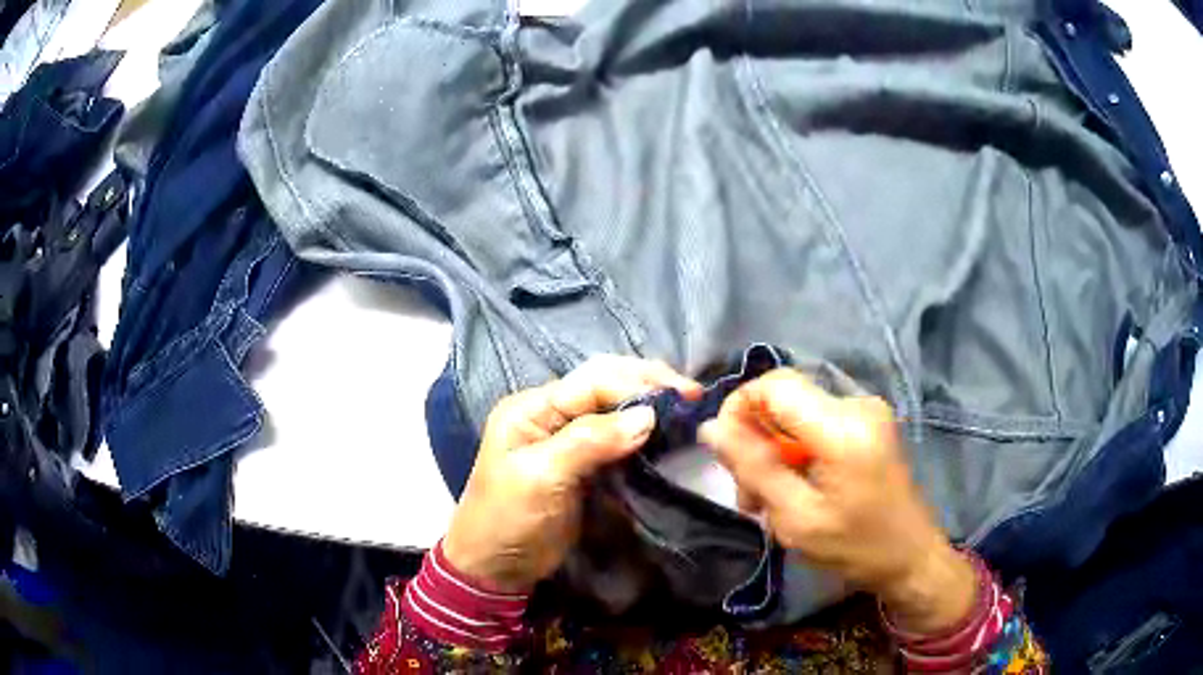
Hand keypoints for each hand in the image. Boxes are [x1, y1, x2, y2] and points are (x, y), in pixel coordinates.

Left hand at [443, 356, 700, 592]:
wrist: (497, 567)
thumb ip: (590, 441)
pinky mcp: (583, 465)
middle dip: (647, 383)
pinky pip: (616, 438)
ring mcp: (567, 439)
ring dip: (648, 404)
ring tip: (687, 408)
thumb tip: (648, 416)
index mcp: (532, 408)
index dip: (637, 384)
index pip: (592, 381)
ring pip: (613, 408)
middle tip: (692, 395)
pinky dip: (641, 432)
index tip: (681, 397)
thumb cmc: (509, 518)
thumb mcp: (542, 477)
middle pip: (604, 384)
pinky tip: (665, 433)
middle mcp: (550, 414)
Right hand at [699, 369, 975, 633]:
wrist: (911, 557)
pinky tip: (795, 489)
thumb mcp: (796, 517)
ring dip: (774, 452)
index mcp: (843, 426)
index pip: (774, 384)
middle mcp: (857, 404)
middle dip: (756, 442)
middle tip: (749, 497)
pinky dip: (797, 453)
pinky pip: (816, 424)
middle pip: (784, 400)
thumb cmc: (856, 546)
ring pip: (796, 414)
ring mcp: (866, 411)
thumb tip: (711, 427)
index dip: (739, 408)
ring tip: (768, 502)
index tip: (726, 454)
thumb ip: (753, 468)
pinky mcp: (869, 423)